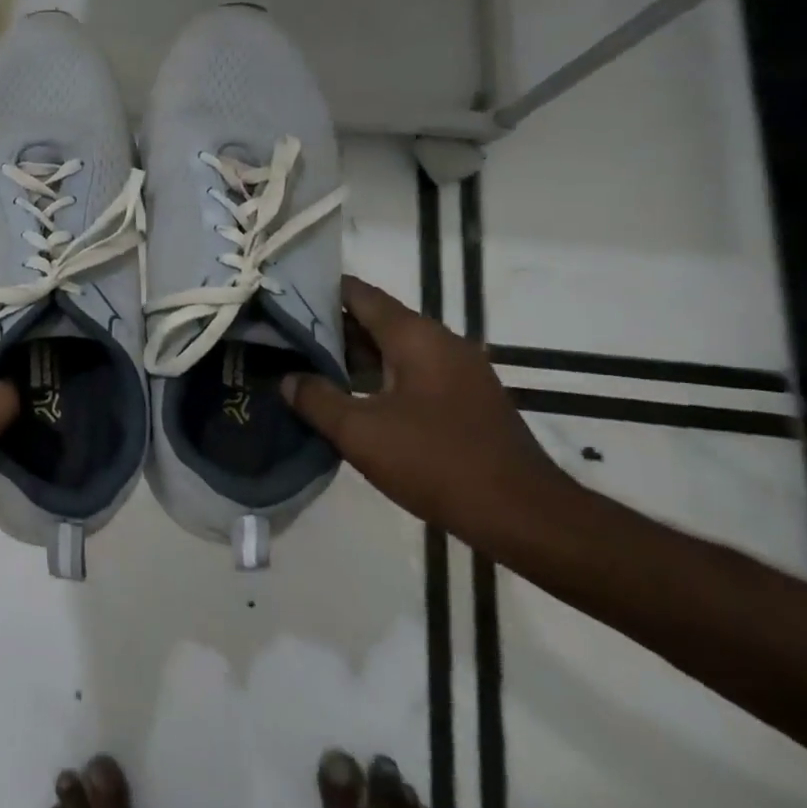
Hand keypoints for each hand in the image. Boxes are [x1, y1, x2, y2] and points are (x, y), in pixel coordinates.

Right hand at [280, 276, 572, 542]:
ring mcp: (458, 371)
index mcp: (415, 336)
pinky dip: (377, 376)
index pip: (359, 294)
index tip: (282, 298)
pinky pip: (411, 372)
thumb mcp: (360, 432)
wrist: (524, 516)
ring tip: (306, 366)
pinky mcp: (465, 399)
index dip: (318, 291)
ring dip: (352, 356)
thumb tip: (288, 379)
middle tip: (282, 336)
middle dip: (329, 327)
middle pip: (375, 320)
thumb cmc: (437, 462)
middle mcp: (439, 342)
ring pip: (393, 349)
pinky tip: (350, 398)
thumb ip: (316, 399)